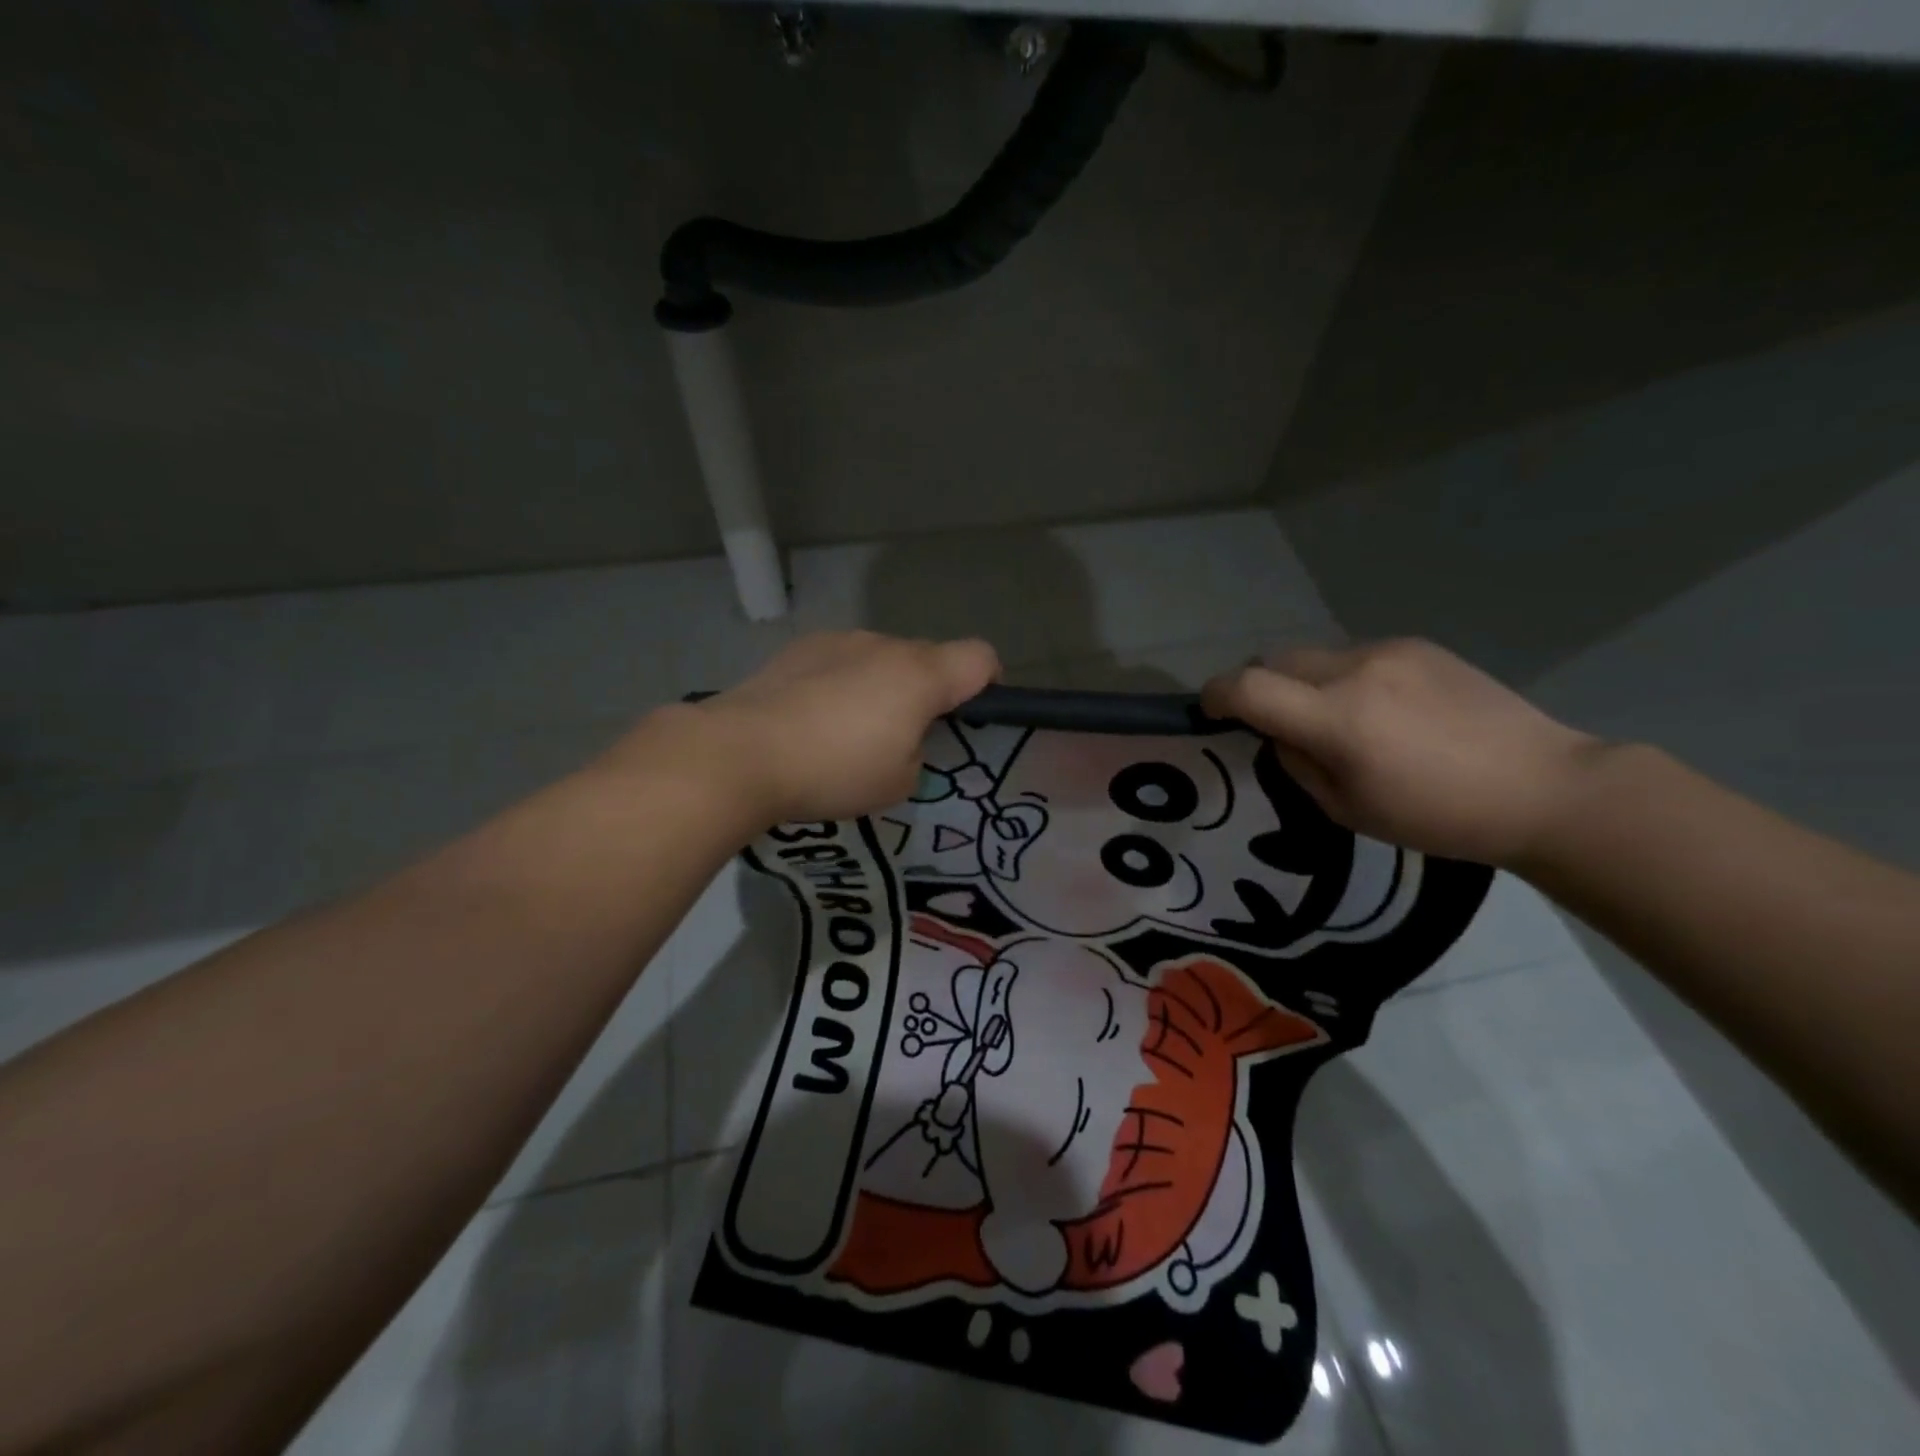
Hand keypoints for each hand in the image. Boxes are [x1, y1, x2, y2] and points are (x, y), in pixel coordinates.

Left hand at [643, 630, 999, 826]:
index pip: (981, 658)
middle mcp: (885, 645)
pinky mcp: (799, 648)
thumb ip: (918, 751)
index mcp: (921, 675)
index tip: (969, 717)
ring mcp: (839, 640)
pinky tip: (811, 719)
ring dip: (881, 686)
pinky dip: (841, 683)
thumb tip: (901, 735)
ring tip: (847, 732)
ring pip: (881, 659)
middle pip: (928, 658)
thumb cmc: (833, 771)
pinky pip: (841, 661)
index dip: (987, 684)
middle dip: (927, 692)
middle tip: (901, 740)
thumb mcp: (898, 782)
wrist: (740, 753)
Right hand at [1201, 639, 1604, 865]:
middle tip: (1277, 723)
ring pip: (1313, 655)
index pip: (1246, 687)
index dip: (1216, 696)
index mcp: (1336, 719)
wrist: (1543, 787)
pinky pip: (1354, 655)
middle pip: (1273, 660)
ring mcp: (1390, 651)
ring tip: (1340, 720)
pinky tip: (1383, 711)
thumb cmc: (1437, 817)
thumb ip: (1297, 763)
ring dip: (1304, 683)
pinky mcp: (1418, 645)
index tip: (1212, 712)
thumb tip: (1280, 733)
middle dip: (1260, 688)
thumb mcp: (1346, 809)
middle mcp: (1356, 670)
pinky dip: (1345, 678)